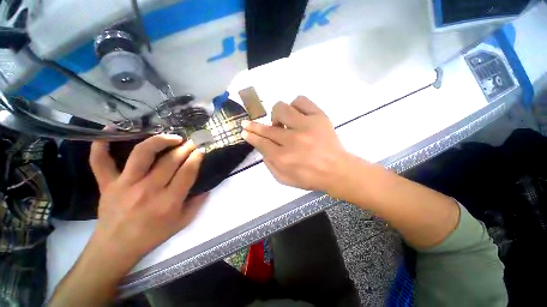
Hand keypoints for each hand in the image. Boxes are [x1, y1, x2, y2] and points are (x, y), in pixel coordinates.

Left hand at [89, 134, 206, 261]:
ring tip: (172, 137)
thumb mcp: (182, 222)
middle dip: (185, 148)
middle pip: (170, 161)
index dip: (196, 158)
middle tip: (192, 142)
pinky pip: (100, 161)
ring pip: (142, 154)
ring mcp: (124, 185)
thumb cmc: (153, 235)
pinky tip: (111, 129)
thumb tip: (207, 186)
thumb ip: (197, 203)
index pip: (187, 172)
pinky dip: (101, 144)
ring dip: (160, 140)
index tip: (201, 150)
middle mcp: (148, 190)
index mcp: (168, 202)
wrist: (116, 247)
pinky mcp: (106, 184)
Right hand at [241, 96, 350, 193]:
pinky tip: (296, 115)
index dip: (251, 135)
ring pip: (281, 108)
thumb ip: (270, 165)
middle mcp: (292, 140)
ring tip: (282, 124)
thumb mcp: (285, 180)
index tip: (245, 131)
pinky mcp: (319, 116)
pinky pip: (301, 101)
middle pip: (267, 128)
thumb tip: (262, 149)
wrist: (337, 170)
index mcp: (283, 158)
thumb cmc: (310, 177)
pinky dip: (295, 106)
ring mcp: (306, 126)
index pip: (261, 142)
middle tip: (250, 124)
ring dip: (277, 115)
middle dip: (254, 126)